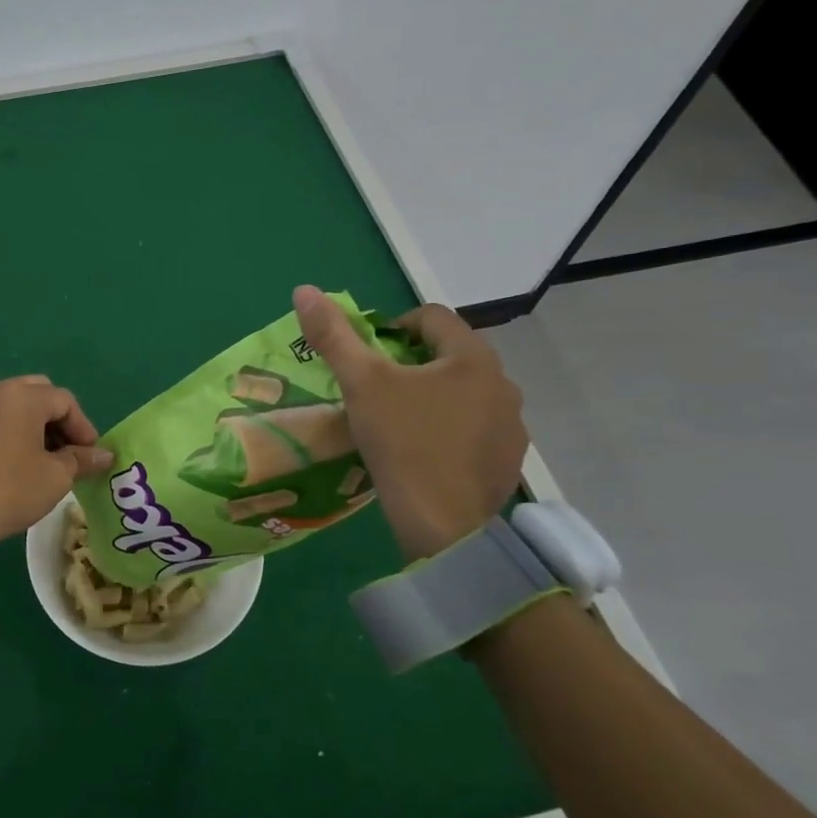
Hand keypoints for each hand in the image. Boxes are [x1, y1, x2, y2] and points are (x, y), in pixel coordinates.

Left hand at [0, 376, 113, 560]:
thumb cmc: (10, 491)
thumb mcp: (55, 477)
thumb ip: (82, 459)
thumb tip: (105, 455)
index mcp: (22, 396)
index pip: (64, 401)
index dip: (83, 427)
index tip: (90, 455)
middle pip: (36, 393)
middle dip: (57, 419)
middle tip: (67, 450)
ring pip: (10, 403)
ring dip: (31, 423)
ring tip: (40, 457)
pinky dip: (6, 430)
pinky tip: (10, 460)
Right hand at [292, 285, 527, 559]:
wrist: (443, 528)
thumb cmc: (402, 444)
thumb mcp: (360, 384)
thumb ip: (333, 335)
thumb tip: (304, 289)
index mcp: (472, 357)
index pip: (431, 317)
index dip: (393, 327)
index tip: (367, 356)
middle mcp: (503, 383)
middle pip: (449, 355)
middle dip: (411, 364)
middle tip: (376, 392)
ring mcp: (512, 425)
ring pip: (464, 393)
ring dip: (433, 396)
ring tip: (398, 423)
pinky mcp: (509, 461)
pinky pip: (476, 428)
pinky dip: (451, 430)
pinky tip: (424, 454)